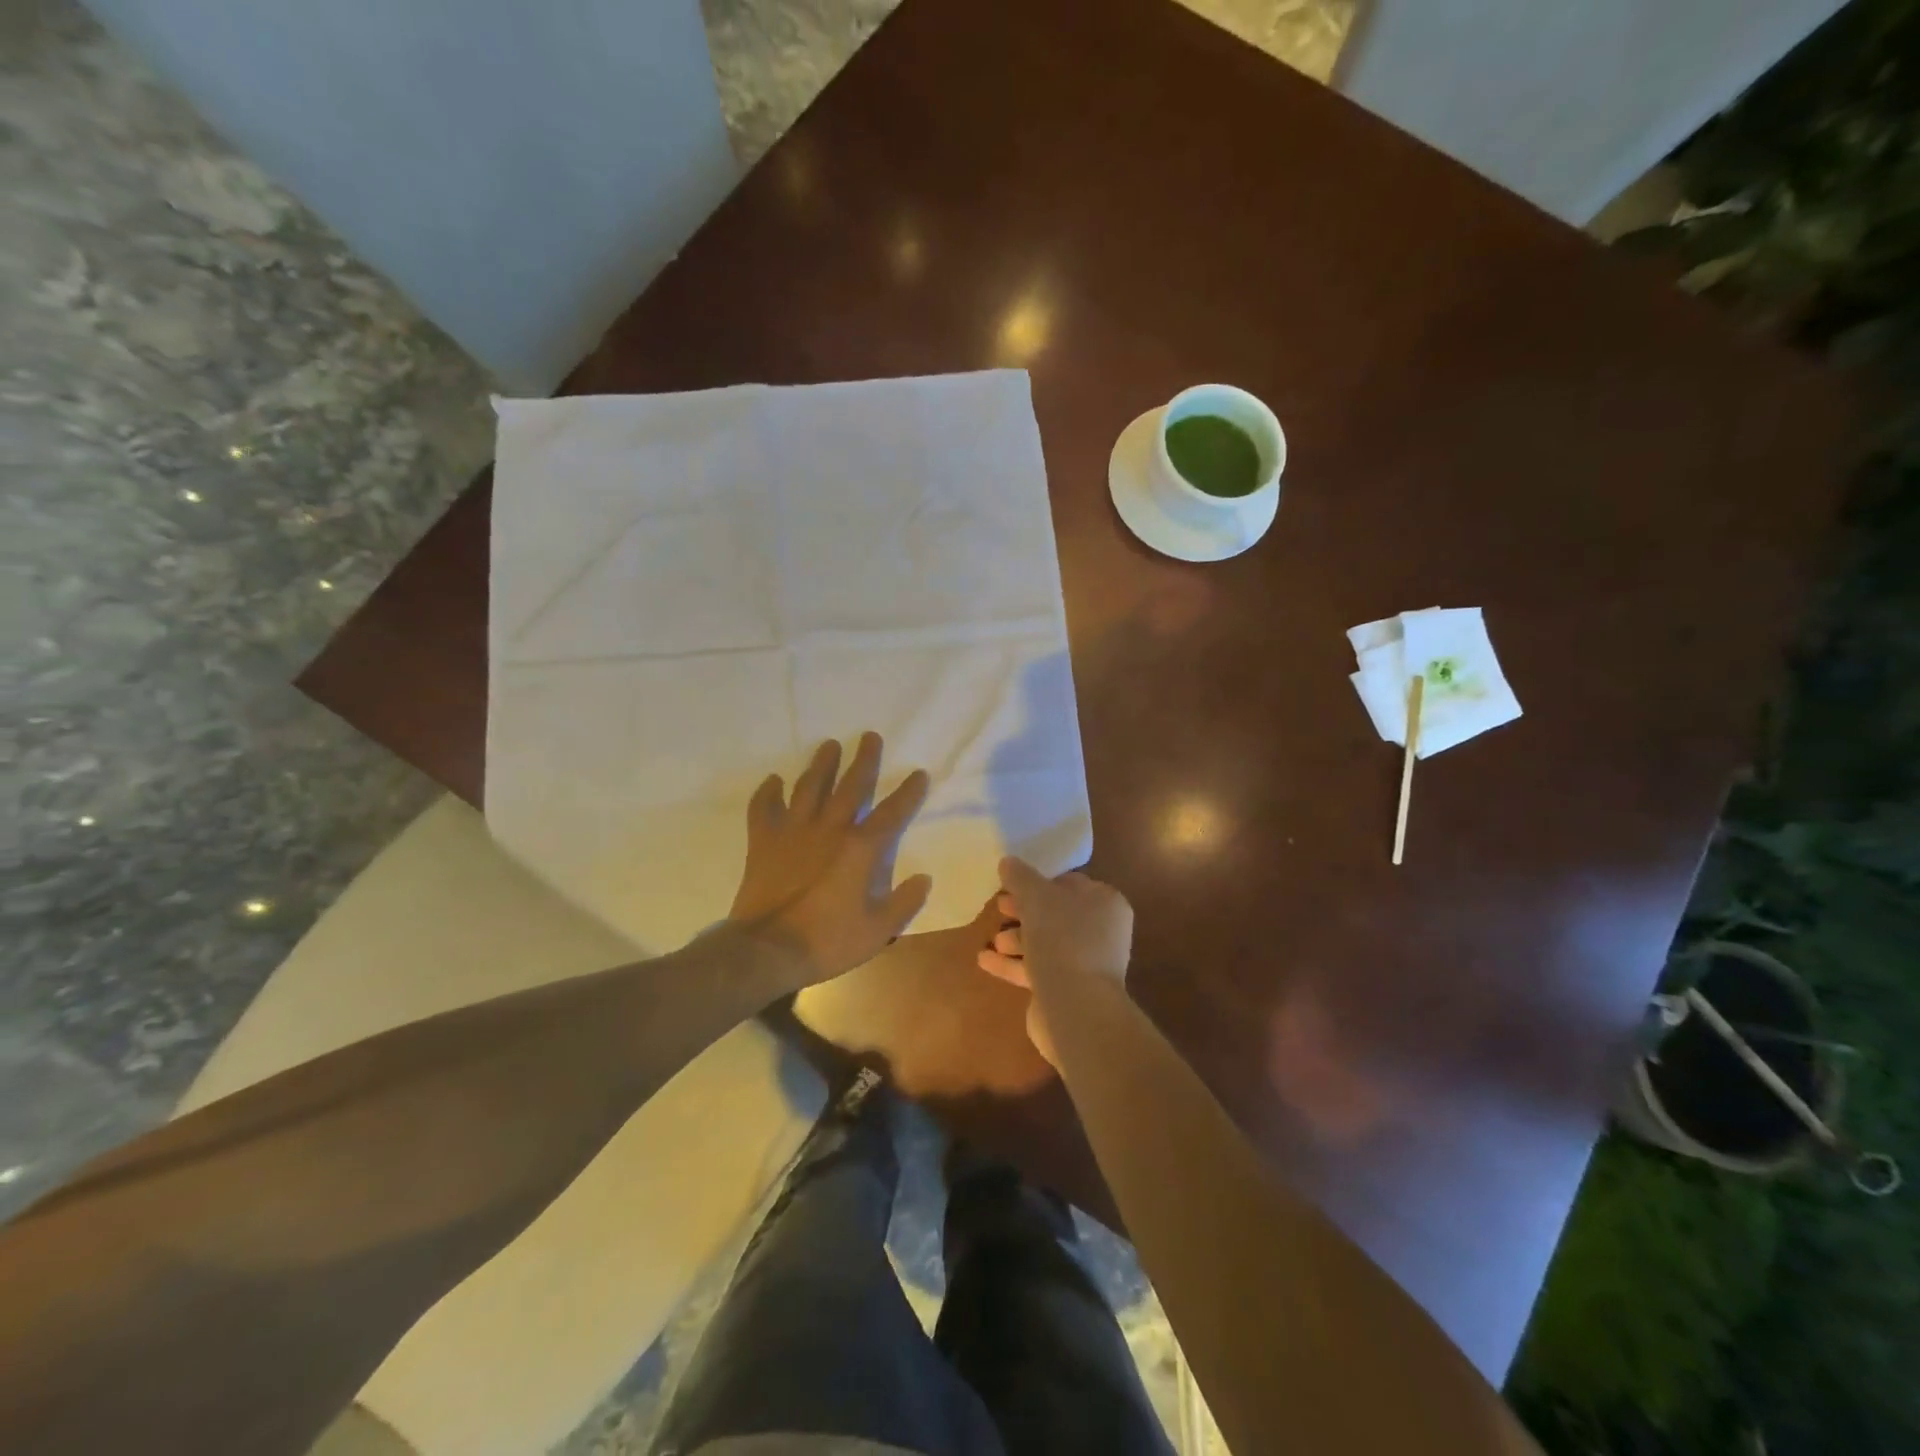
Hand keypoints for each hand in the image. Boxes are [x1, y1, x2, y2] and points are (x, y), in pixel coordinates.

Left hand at [729, 733, 932, 982]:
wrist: (768, 950)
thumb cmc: (828, 941)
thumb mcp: (878, 931)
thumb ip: (904, 902)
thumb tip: (924, 877)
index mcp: (861, 848)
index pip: (893, 812)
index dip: (909, 792)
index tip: (919, 773)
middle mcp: (830, 829)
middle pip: (851, 786)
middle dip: (864, 760)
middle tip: (870, 737)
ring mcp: (794, 831)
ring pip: (809, 787)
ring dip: (822, 765)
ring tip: (830, 745)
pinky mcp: (764, 841)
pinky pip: (764, 808)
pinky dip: (768, 793)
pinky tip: (774, 781)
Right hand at [976, 856, 1133, 1064]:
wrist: (1075, 1007)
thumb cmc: (1062, 940)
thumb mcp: (1037, 897)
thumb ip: (1020, 877)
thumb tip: (1007, 861)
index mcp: (1105, 903)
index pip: (1071, 883)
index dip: (1040, 881)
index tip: (1012, 883)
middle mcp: (1101, 932)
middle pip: (1056, 914)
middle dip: (1024, 911)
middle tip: (999, 906)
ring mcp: (1086, 964)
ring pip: (1046, 943)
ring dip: (1017, 938)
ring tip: (993, 939)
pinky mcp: (1068, 990)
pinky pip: (1037, 970)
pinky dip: (1012, 964)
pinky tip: (985, 960)